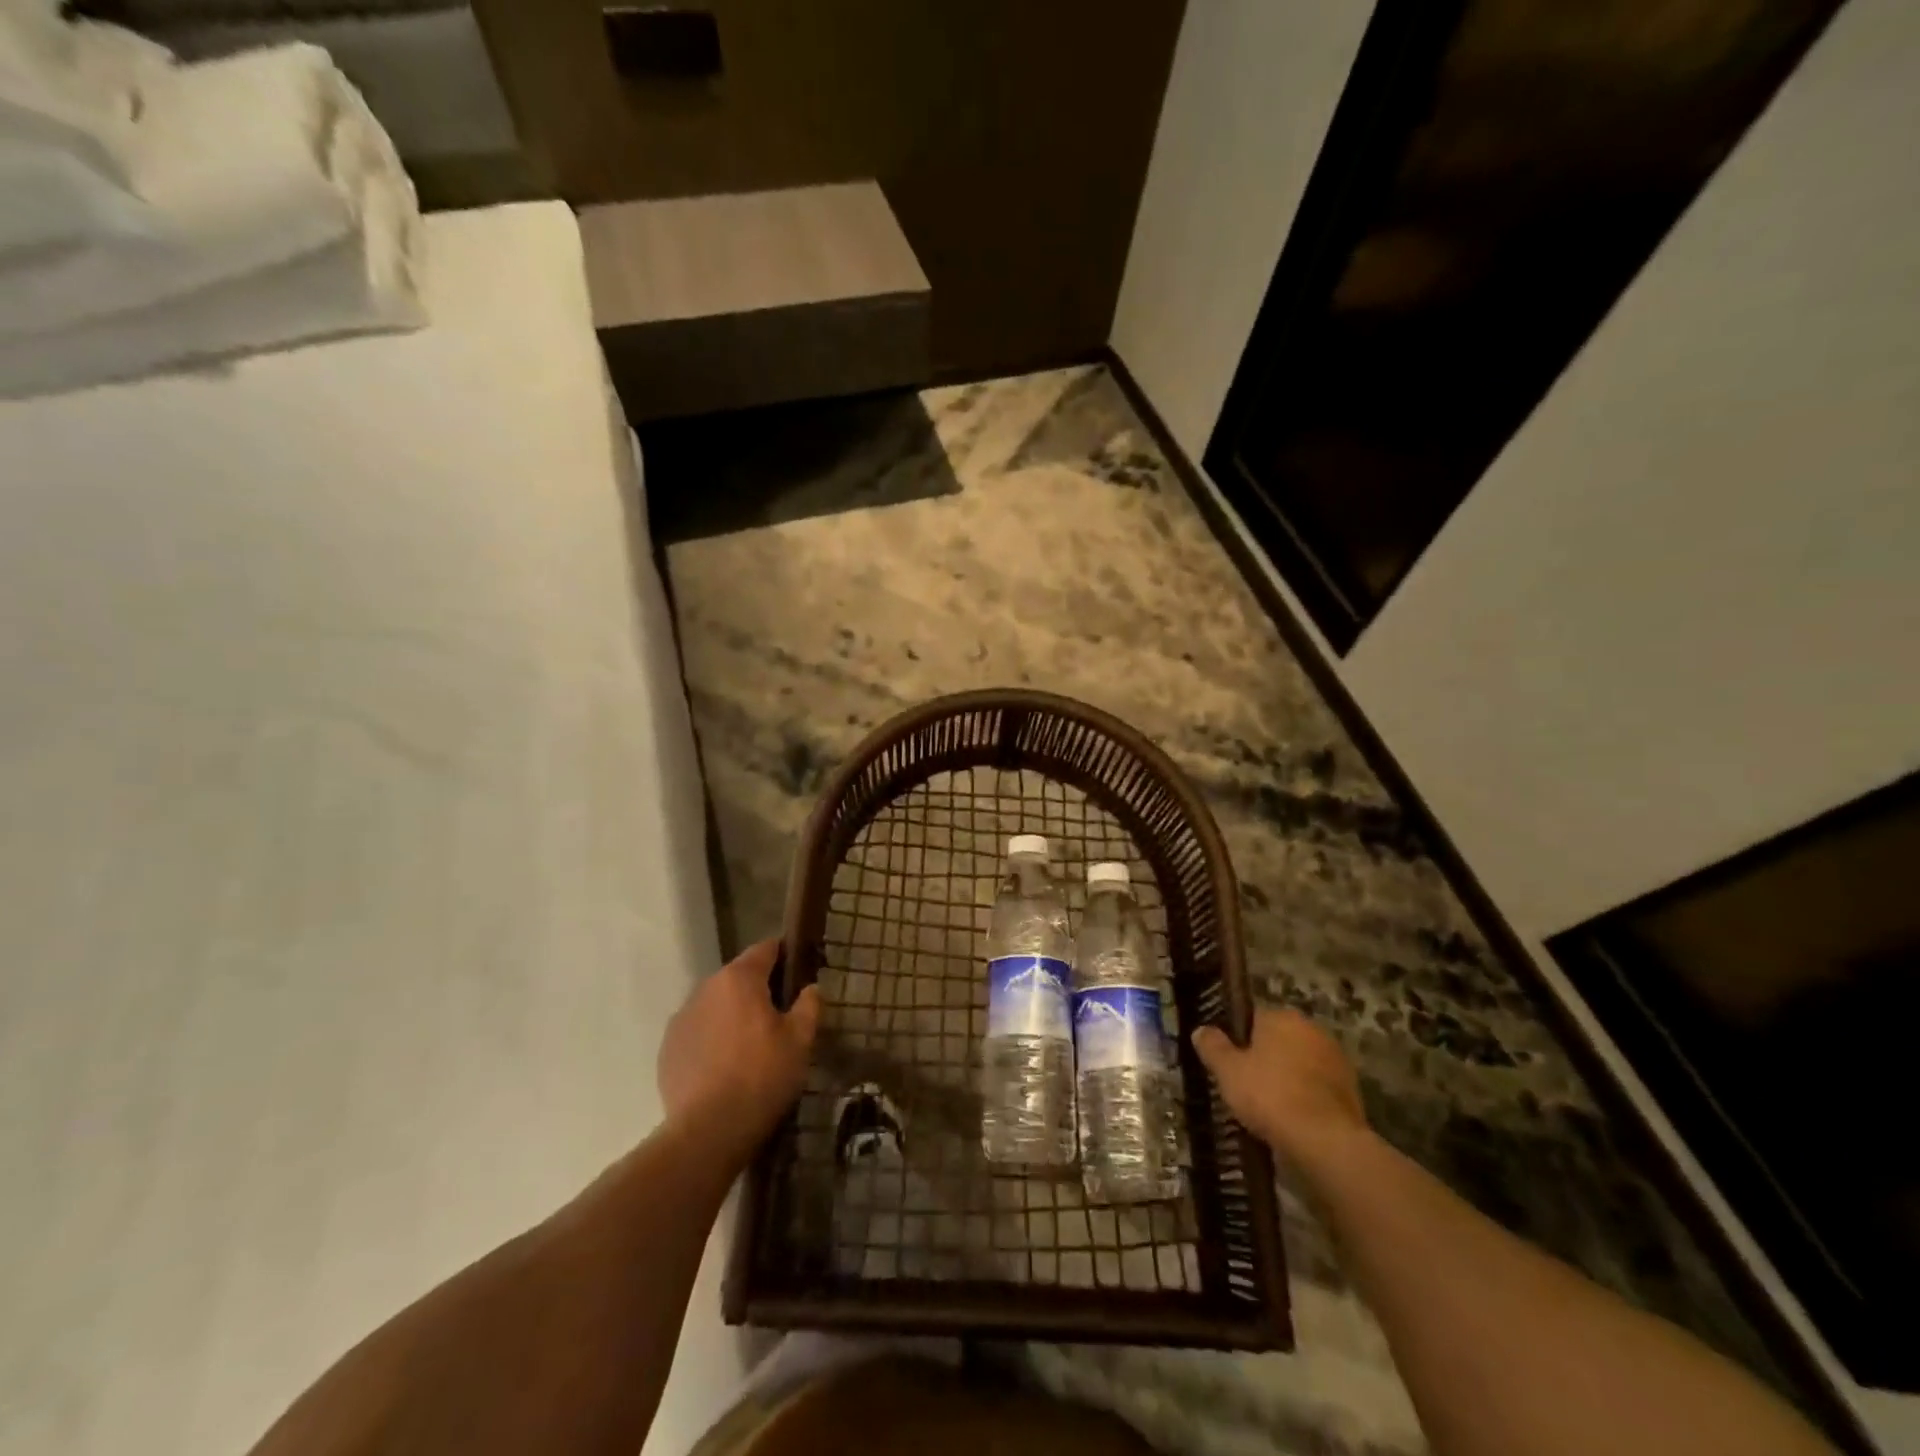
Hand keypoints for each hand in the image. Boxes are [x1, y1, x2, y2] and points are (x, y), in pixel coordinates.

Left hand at [658, 939, 821, 1157]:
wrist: (708, 1132)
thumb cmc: (762, 1077)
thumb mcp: (800, 1040)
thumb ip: (809, 1005)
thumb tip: (811, 988)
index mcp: (739, 978)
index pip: (766, 949)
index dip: (785, 955)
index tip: (799, 971)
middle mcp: (705, 988)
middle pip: (738, 976)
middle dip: (758, 989)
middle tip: (780, 1015)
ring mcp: (682, 1018)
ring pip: (716, 1004)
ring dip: (733, 1014)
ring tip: (751, 1044)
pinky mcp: (667, 1049)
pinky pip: (698, 1031)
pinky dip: (712, 1038)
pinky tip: (725, 1066)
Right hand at [1192, 1006, 1368, 1164]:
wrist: (1326, 1141)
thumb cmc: (1269, 1095)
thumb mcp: (1227, 1071)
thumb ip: (1213, 1047)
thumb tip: (1201, 1030)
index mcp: (1281, 1016)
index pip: (1253, 1018)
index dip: (1238, 1039)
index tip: (1230, 1063)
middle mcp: (1311, 1029)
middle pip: (1279, 1039)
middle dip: (1266, 1058)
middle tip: (1246, 1085)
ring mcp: (1336, 1059)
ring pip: (1300, 1064)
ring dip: (1288, 1078)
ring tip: (1269, 1107)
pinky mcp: (1352, 1089)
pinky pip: (1318, 1088)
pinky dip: (1306, 1098)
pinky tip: (1293, 1119)